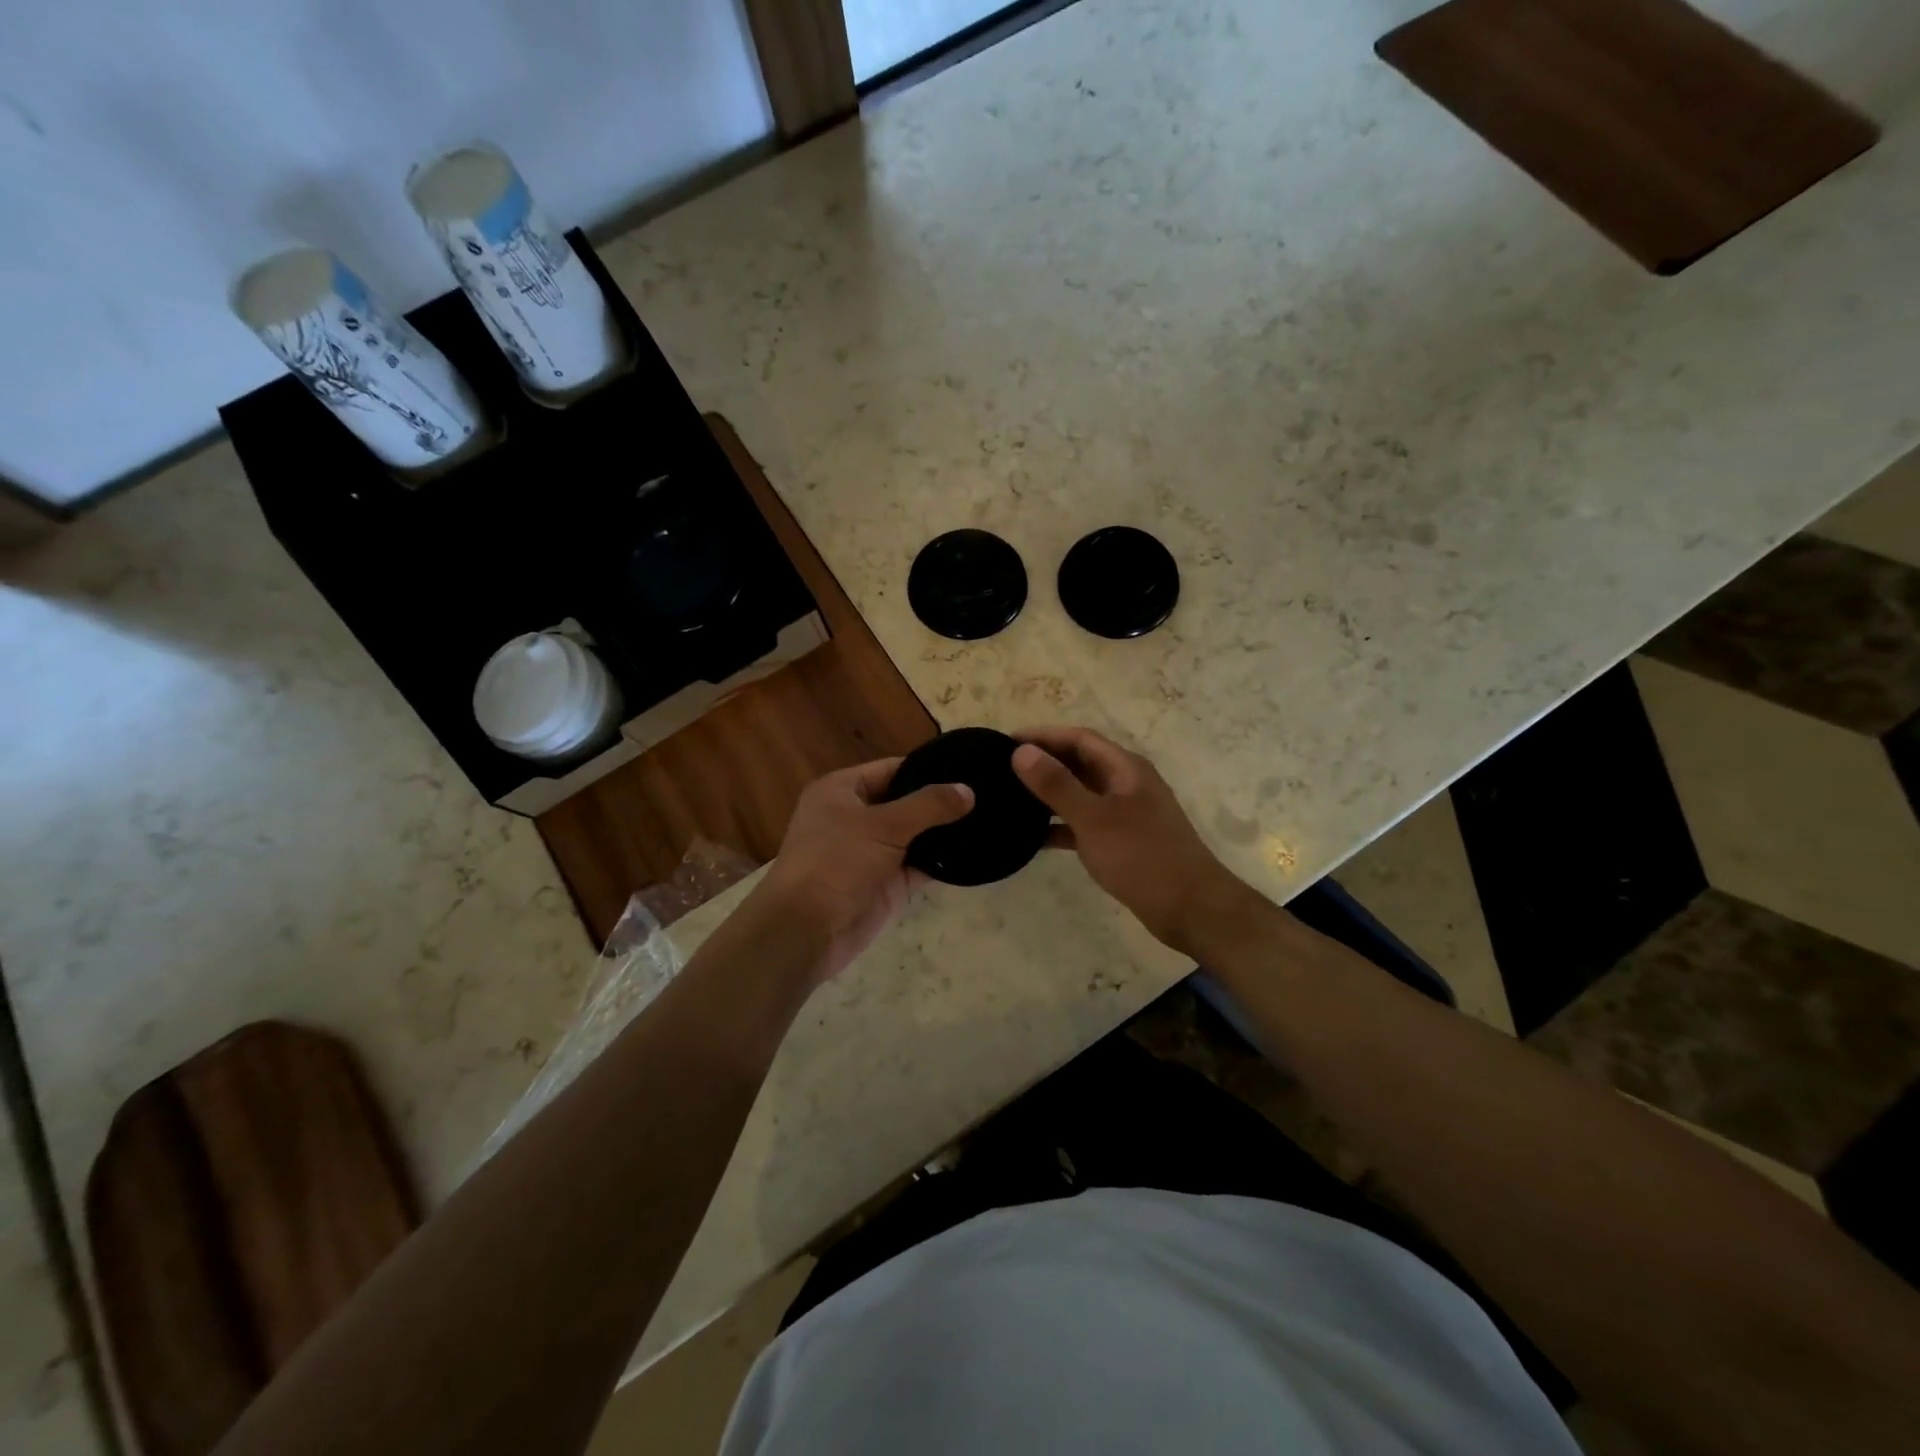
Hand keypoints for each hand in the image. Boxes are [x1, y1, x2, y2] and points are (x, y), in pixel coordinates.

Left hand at [751, 757, 973, 982]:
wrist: (805, 931)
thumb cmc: (836, 862)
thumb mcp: (883, 825)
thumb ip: (928, 806)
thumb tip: (968, 790)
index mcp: (841, 791)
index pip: (891, 769)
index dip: (927, 768)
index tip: (968, 766)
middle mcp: (855, 817)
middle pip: (905, 802)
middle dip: (940, 801)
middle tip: (986, 793)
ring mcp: (871, 852)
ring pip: (914, 835)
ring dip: (943, 832)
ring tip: (988, 819)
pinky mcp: (885, 884)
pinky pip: (919, 866)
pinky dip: (941, 862)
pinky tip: (974, 853)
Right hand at [1012, 725, 1251, 955]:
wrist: (1190, 908)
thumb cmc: (1142, 857)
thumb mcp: (1094, 818)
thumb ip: (1057, 785)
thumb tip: (1021, 752)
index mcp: (1125, 768)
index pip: (1079, 738)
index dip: (1043, 735)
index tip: (1005, 741)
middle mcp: (1126, 784)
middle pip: (1080, 762)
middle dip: (1044, 761)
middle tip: (1001, 768)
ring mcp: (1125, 813)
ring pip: (1081, 794)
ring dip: (1049, 793)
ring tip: (1010, 798)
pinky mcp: (1122, 841)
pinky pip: (1084, 824)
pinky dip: (1060, 826)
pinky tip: (1033, 838)